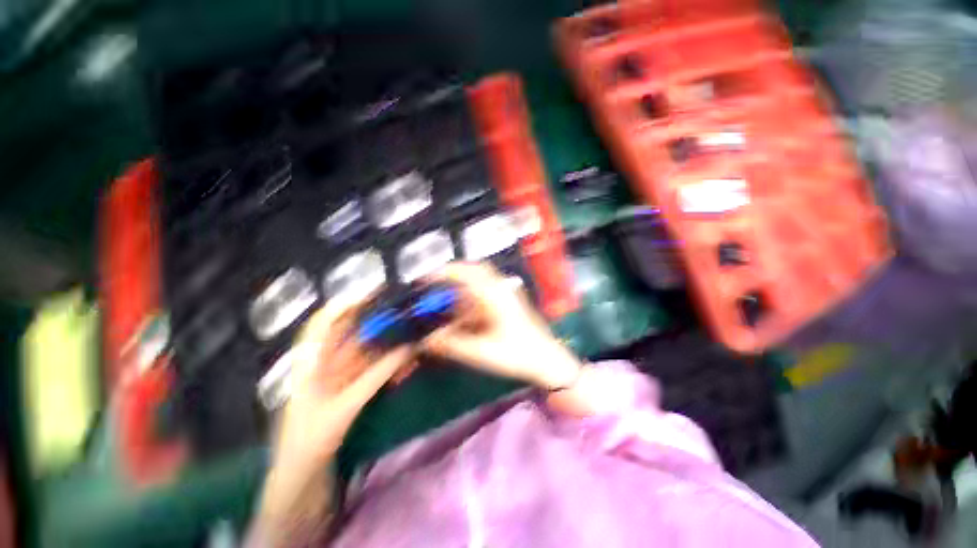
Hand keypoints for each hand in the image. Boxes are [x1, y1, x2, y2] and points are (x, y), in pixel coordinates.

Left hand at [271, 294, 413, 470]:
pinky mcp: (355, 392)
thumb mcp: (341, 411)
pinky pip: (376, 371)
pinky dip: (392, 366)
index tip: (374, 293)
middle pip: (351, 334)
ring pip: (368, 353)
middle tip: (405, 313)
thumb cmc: (308, 448)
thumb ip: (374, 378)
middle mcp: (325, 366)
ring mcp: (341, 379)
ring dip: (389, 346)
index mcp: (309, 365)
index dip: (344, 304)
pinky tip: (409, 364)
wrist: (302, 491)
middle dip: (377, 322)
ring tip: (413, 338)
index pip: (322, 323)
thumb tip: (406, 349)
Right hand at [421, 262, 582, 389]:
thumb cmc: (517, 355)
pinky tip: (467, 310)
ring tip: (448, 298)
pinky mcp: (510, 301)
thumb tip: (427, 339)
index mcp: (494, 296)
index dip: (444, 273)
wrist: (547, 360)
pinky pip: (488, 290)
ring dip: (463, 285)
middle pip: (475, 269)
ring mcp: (507, 293)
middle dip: (454, 273)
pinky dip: (473, 294)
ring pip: (481, 279)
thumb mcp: (481, 352)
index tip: (426, 279)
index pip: (466, 273)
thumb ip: (452, 345)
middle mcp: (501, 289)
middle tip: (436, 283)